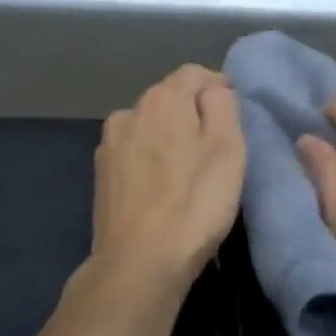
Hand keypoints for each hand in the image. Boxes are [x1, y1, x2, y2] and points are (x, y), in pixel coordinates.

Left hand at [88, 65, 245, 296]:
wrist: (140, 262)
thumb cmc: (195, 204)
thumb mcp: (229, 149)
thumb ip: (222, 106)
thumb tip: (213, 89)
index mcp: (162, 99)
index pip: (194, 74)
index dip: (218, 88)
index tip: (235, 114)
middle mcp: (128, 112)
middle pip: (168, 100)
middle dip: (192, 115)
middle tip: (217, 148)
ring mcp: (109, 146)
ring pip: (148, 129)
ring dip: (169, 140)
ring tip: (188, 172)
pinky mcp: (101, 177)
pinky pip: (134, 156)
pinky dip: (151, 163)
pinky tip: (163, 190)